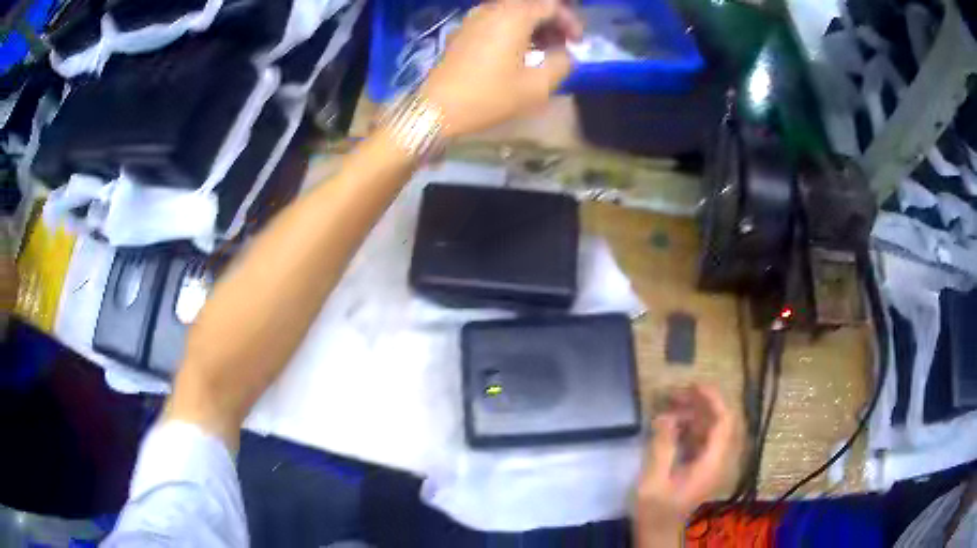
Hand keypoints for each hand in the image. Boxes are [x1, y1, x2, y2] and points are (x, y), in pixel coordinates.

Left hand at [421, 0, 582, 136]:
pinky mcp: (463, 31)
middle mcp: (493, 9)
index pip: (551, 5)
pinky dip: (513, 29)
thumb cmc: (488, 97)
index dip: (569, 21)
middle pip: (531, 4)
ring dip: (533, 25)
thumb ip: (561, 64)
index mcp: (514, 16)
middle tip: (562, 44)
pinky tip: (517, 51)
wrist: (436, 109)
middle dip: (551, 21)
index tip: (577, 43)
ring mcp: (474, 18)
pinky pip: (496, 19)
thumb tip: (566, 55)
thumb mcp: (536, 87)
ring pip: (513, 11)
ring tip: (543, 50)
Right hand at [634, 385, 740, 541]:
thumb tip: (666, 416)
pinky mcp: (705, 467)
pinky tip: (671, 426)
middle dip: (700, 402)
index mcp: (713, 463)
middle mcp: (720, 460)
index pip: (725, 420)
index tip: (692, 385)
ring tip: (669, 406)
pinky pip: (704, 438)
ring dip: (694, 413)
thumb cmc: (656, 512)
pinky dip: (690, 426)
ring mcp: (714, 463)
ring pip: (713, 428)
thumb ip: (662, 447)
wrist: (660, 534)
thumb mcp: (654, 481)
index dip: (713, 398)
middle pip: (721, 420)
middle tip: (674, 394)